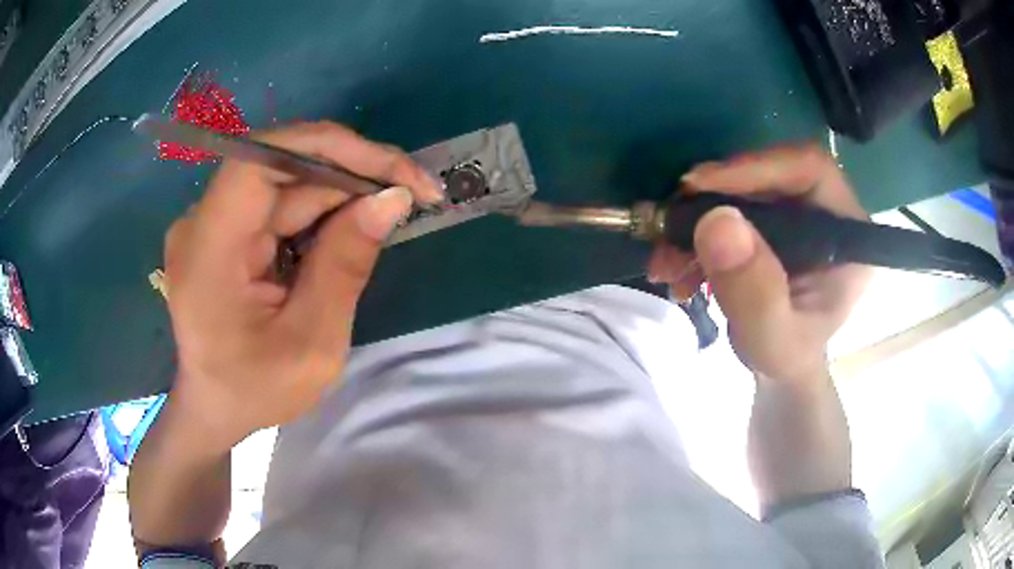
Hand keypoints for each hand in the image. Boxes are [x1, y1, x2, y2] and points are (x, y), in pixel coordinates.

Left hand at [163, 122, 441, 451]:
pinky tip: (352, 229)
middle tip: (413, 194)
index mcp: (208, 252)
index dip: (328, 147)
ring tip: (390, 213)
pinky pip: (280, 203)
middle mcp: (202, 223)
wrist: (216, 407)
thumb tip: (391, 198)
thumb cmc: (256, 390)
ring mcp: (212, 223)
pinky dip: (322, 211)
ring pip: (287, 183)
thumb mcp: (312, 344)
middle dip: (351, 174)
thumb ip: (345, 266)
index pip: (260, 160)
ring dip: (342, 193)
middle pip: (282, 168)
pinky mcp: (225, 229)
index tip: (391, 169)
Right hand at [648, 145, 871, 384]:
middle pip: (767, 173)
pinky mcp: (770, 218)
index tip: (700, 187)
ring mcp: (795, 212)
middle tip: (668, 227)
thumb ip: (755, 294)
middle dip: (712, 199)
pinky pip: (726, 206)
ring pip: (740, 188)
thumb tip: (718, 221)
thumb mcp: (773, 341)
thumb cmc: (787, 358)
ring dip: (694, 220)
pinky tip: (676, 267)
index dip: (756, 168)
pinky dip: (694, 232)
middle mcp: (825, 210)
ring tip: (665, 263)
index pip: (809, 170)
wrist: (778, 365)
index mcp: (848, 234)